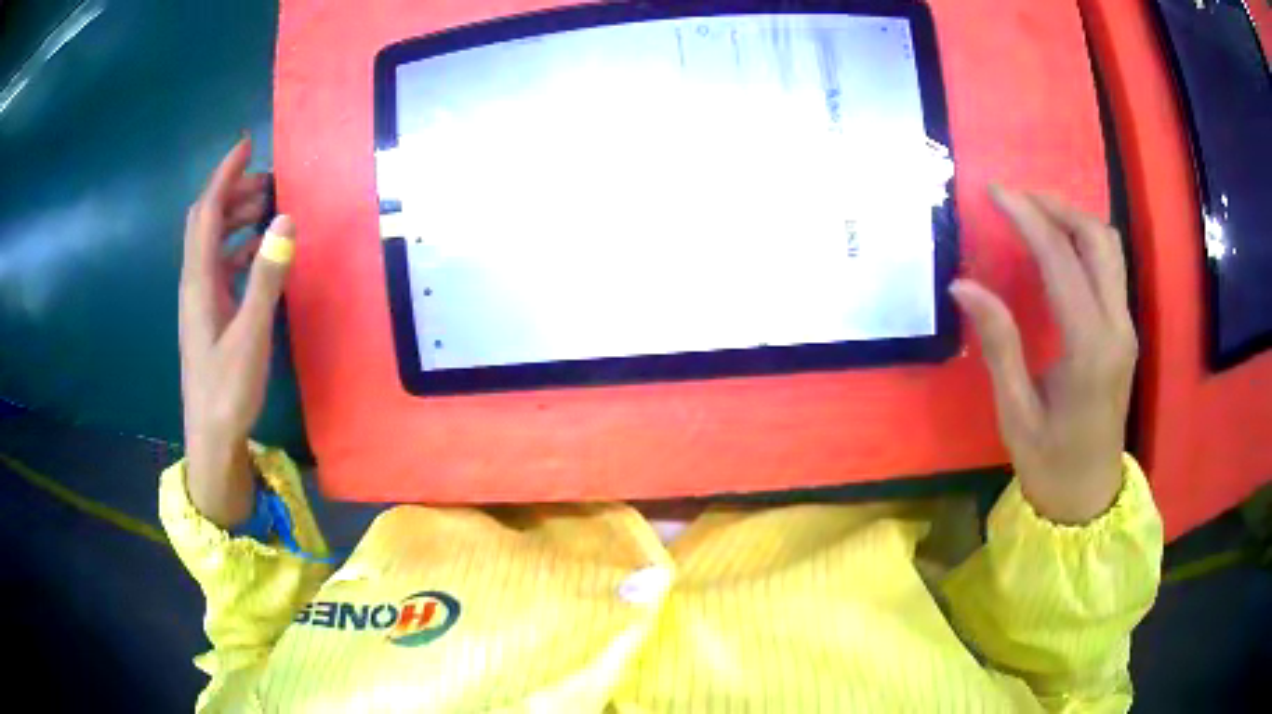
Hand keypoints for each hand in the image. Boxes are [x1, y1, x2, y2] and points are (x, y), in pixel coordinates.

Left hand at [179, 136, 295, 526]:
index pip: (206, 212)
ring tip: (267, 208)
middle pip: (204, 221)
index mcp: (198, 280)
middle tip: (266, 180)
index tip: (246, 145)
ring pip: (211, 242)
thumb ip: (267, 276)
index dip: (224, 175)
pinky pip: (220, 265)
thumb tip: (285, 218)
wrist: (210, 438)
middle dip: (230, 191)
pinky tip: (258, 251)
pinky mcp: (208, 315)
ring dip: (234, 217)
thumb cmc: (227, 389)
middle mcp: (194, 282)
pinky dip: (238, 247)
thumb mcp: (251, 334)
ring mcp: (200, 300)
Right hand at [952, 186, 1136, 523]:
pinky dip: (1082, 242)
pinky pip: (1109, 267)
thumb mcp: (1015, 411)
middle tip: (1015, 199)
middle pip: (1097, 239)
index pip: (1061, 260)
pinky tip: (1056, 246)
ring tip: (1033, 214)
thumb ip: (998, 342)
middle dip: (1056, 206)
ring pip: (1109, 247)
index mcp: (1090, 349)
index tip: (993, 191)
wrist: (1088, 497)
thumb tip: (963, 284)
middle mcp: (1116, 328)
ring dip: (1072, 220)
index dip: (1027, 218)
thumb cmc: (1049, 462)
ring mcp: (1125, 328)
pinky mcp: (1124, 332)